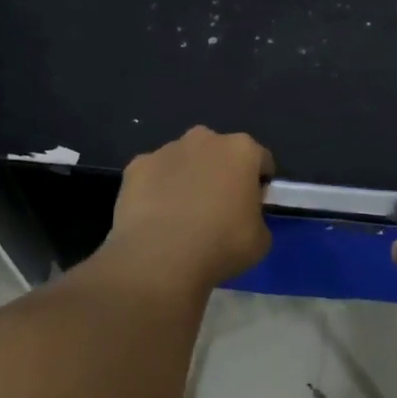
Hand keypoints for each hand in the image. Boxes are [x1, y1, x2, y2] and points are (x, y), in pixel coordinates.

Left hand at [104, 126, 274, 291]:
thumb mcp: (261, 239)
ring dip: (188, 179)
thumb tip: (243, 217)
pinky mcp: (135, 167)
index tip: (253, 206)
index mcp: (242, 150)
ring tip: (183, 217)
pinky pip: (154, 176)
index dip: (259, 184)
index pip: (260, 160)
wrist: (160, 258)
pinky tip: (156, 219)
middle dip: (220, 174)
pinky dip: (157, 191)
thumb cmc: (222, 245)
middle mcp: (204, 139)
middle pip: (219, 153)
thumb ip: (257, 218)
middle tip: (218, 210)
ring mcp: (166, 150)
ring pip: (184, 161)